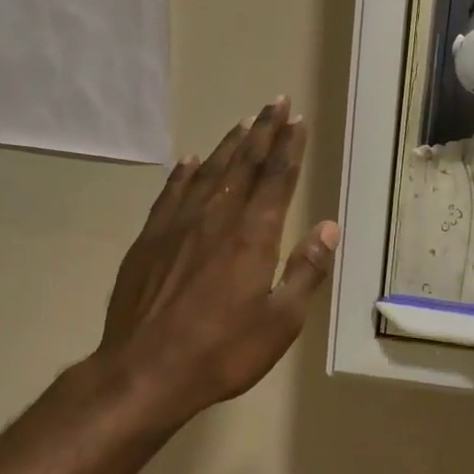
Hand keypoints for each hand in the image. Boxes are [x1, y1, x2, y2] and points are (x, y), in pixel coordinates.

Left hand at [96, 98, 338, 429]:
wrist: (144, 371)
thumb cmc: (222, 352)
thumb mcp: (280, 322)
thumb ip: (306, 272)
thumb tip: (329, 228)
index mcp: (253, 236)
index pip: (276, 179)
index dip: (288, 147)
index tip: (296, 119)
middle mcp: (216, 219)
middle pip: (244, 165)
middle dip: (262, 132)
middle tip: (275, 102)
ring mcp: (178, 226)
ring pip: (208, 172)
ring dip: (229, 145)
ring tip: (243, 122)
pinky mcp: (149, 240)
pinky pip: (171, 194)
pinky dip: (184, 174)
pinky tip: (190, 162)